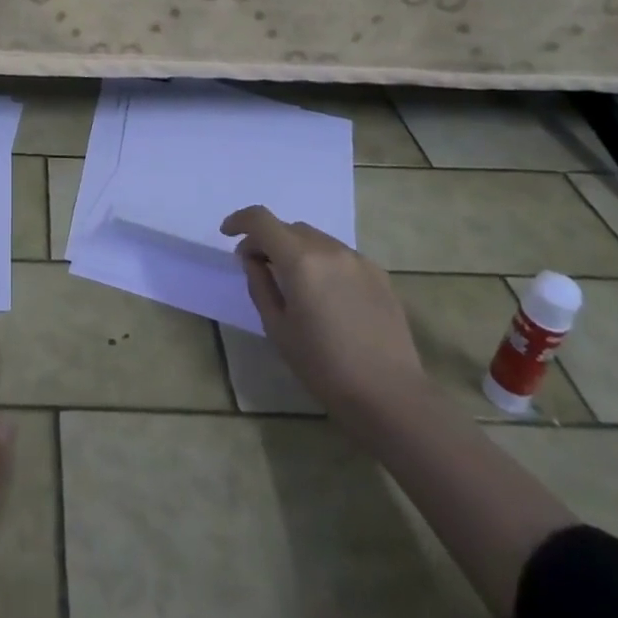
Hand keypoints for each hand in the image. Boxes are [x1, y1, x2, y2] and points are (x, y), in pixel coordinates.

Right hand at [221, 204, 425, 428]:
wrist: (391, 397)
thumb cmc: (324, 366)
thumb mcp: (277, 328)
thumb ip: (260, 284)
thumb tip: (254, 259)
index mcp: (300, 260)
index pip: (261, 220)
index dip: (239, 221)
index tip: (227, 235)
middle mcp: (329, 250)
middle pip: (289, 228)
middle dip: (267, 240)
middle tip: (258, 267)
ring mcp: (358, 260)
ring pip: (315, 239)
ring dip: (295, 250)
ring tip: (292, 281)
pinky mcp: (379, 275)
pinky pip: (339, 255)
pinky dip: (322, 262)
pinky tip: (325, 293)